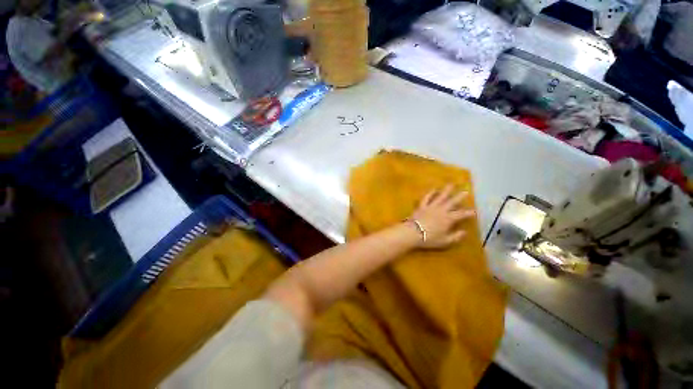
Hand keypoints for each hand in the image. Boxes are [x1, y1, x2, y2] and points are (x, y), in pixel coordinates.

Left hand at [408, 185, 474, 248]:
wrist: (412, 233)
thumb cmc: (429, 238)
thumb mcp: (445, 241)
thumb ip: (455, 237)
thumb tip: (464, 232)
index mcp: (448, 219)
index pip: (461, 214)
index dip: (469, 213)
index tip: (475, 211)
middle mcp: (441, 210)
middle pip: (452, 202)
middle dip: (460, 197)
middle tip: (466, 191)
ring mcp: (431, 207)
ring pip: (440, 197)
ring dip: (446, 190)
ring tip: (451, 184)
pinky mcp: (421, 206)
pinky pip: (426, 198)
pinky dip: (430, 193)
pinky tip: (433, 189)